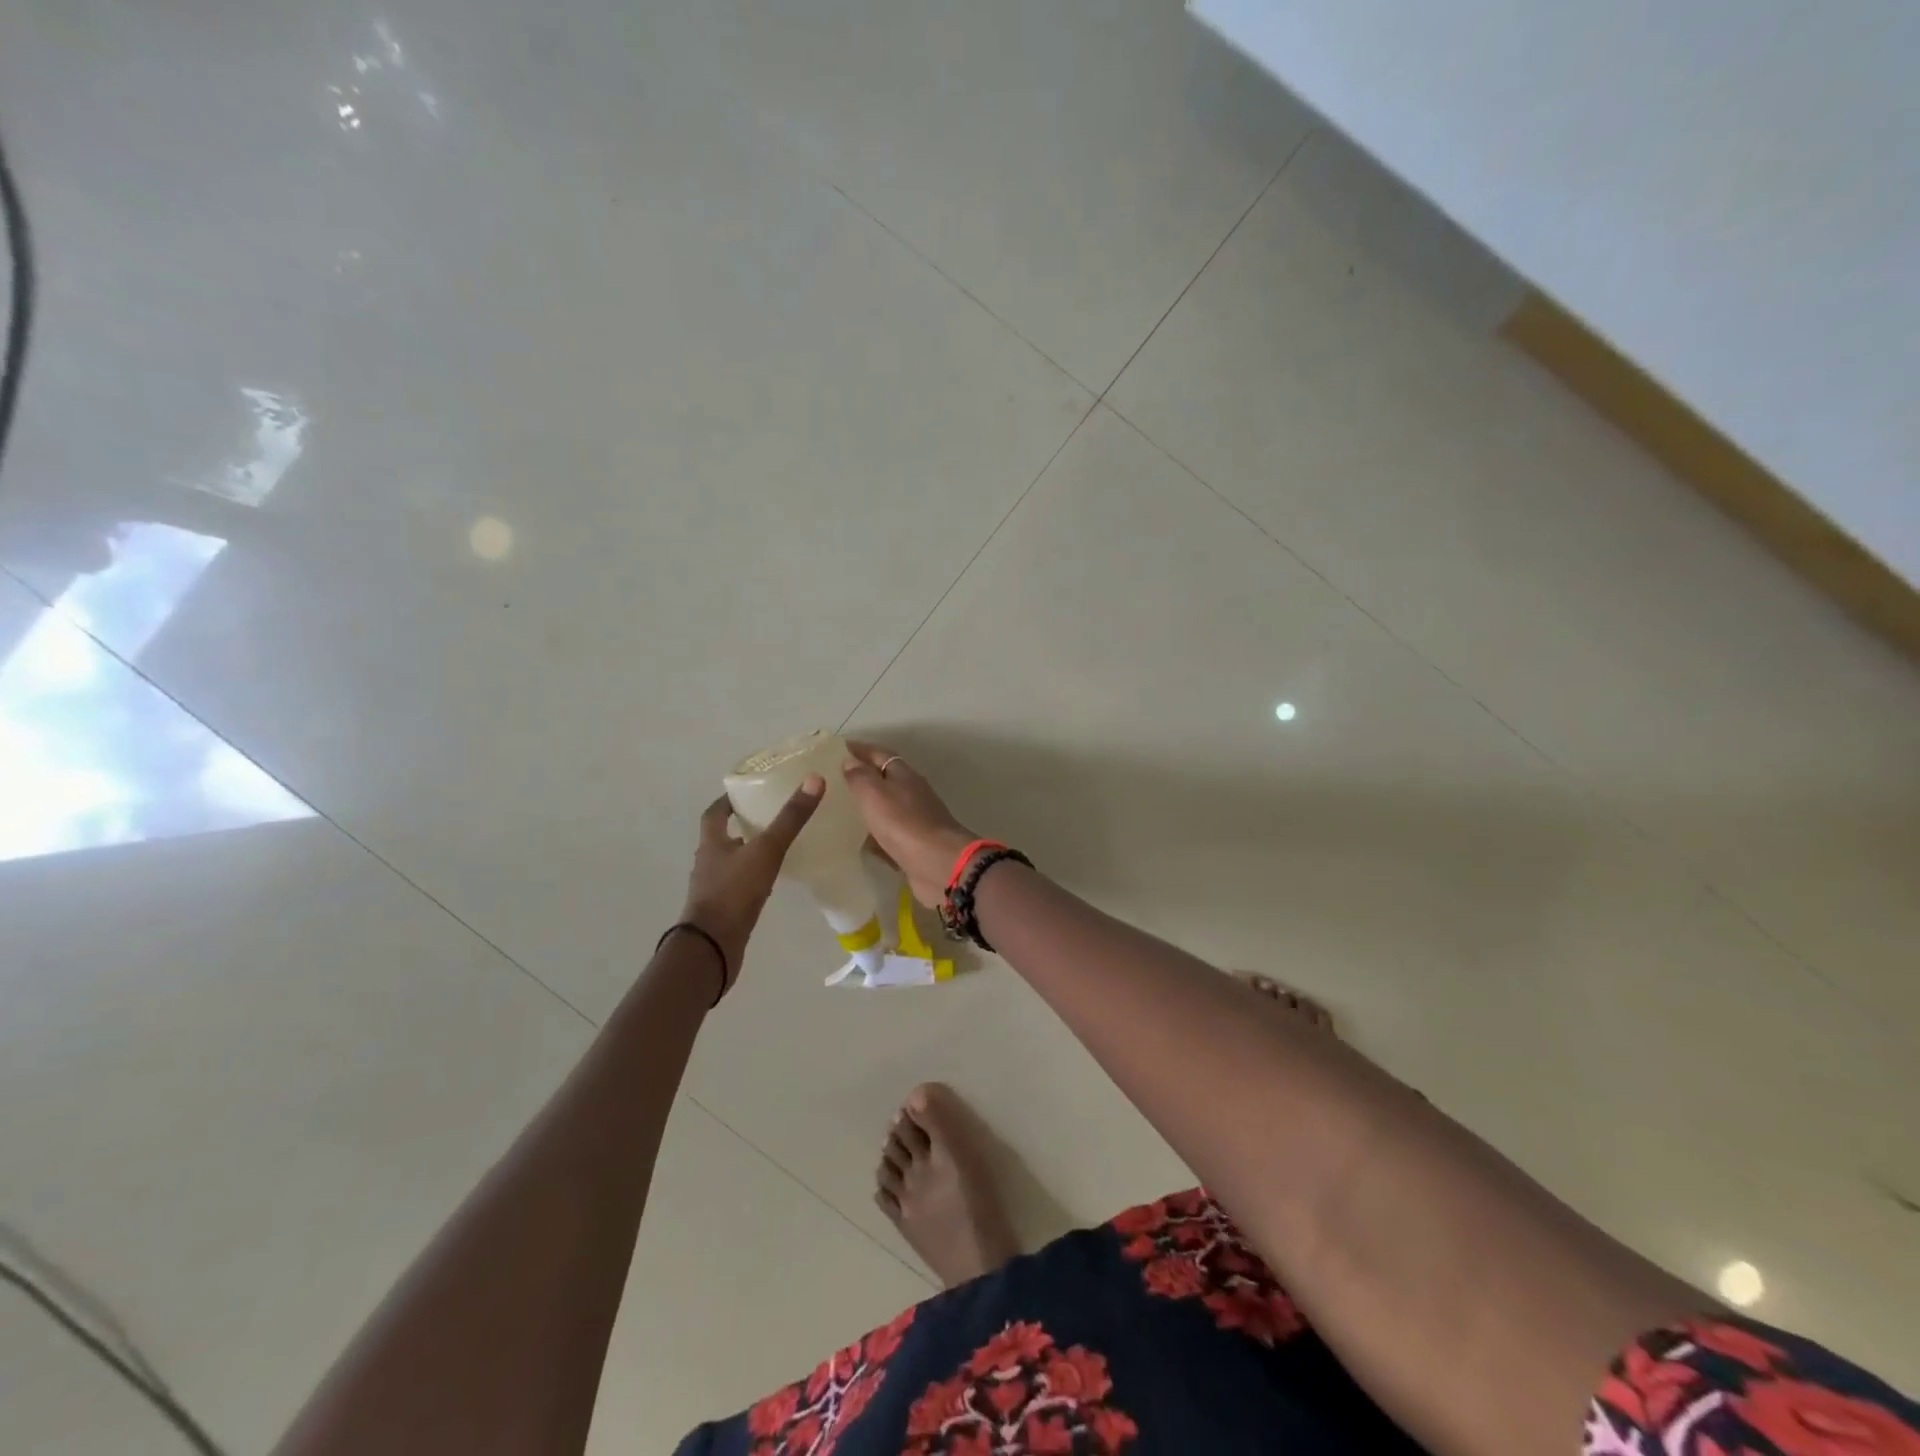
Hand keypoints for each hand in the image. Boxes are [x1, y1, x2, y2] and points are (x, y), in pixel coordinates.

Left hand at [680, 775, 823, 986]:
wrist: (712, 948)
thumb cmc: (734, 892)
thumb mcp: (766, 850)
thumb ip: (790, 819)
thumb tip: (814, 780)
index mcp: (711, 843)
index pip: (715, 813)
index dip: (728, 801)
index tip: (747, 792)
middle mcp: (708, 863)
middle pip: (723, 837)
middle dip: (743, 826)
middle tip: (771, 816)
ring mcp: (714, 889)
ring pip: (731, 863)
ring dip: (748, 854)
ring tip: (777, 847)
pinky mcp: (723, 911)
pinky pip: (739, 887)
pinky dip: (753, 879)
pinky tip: (772, 881)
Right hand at [840, 742, 977, 906]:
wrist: (938, 863)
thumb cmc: (903, 822)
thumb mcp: (874, 793)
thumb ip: (860, 776)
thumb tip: (849, 761)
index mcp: (903, 774)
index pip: (879, 753)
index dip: (859, 749)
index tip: (836, 749)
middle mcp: (912, 793)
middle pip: (884, 779)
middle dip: (861, 778)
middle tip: (832, 783)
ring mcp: (915, 820)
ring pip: (886, 808)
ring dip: (867, 808)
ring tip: (839, 812)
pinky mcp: (914, 845)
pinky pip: (889, 835)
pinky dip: (874, 835)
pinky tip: (858, 842)